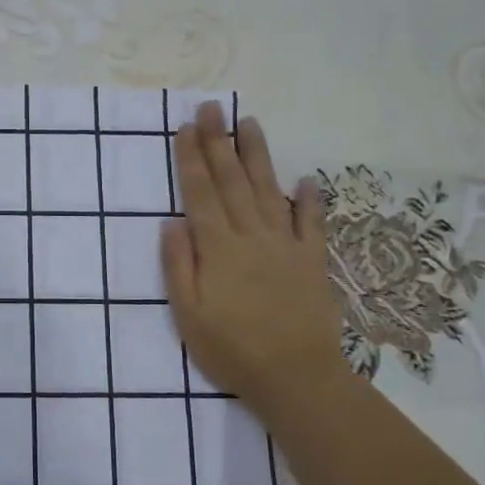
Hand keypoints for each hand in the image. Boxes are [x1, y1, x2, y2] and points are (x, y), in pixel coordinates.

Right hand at [162, 103, 348, 416]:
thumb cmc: (232, 349)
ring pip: (268, 190)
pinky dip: (309, 200)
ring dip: (257, 156)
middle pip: (232, 181)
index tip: (186, 128)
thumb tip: (171, 222)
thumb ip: (178, 265)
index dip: (192, 158)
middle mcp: (251, 235)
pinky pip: (311, 223)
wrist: (295, 376)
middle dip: (219, 142)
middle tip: (211, 109)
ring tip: (249, 124)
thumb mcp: (188, 314)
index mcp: (218, 247)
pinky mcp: (312, 261)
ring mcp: (285, 245)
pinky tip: (305, 180)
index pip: (201, 193)